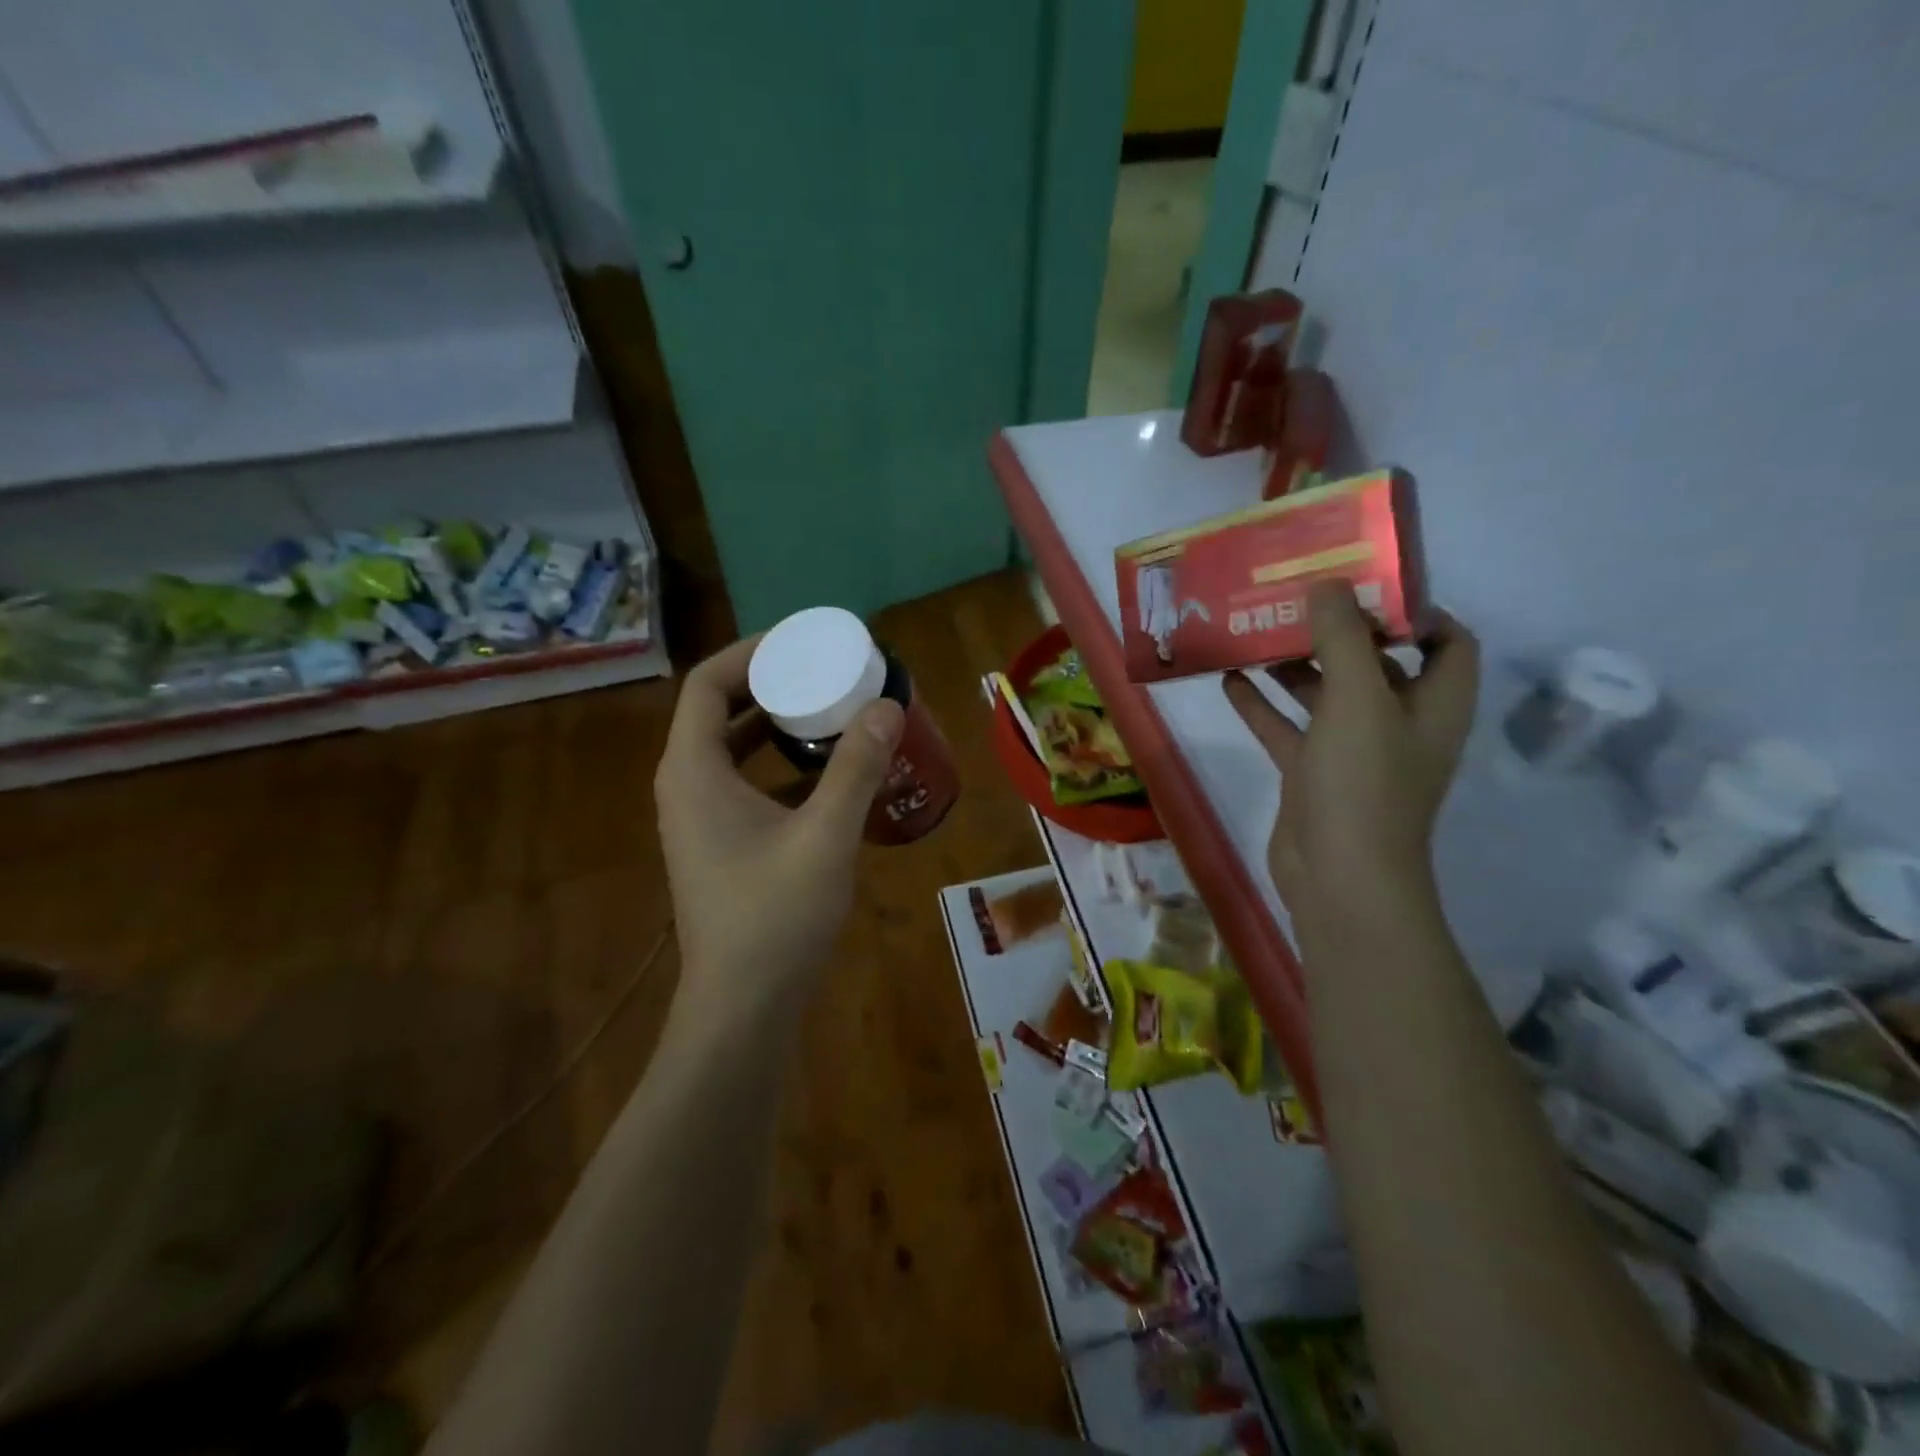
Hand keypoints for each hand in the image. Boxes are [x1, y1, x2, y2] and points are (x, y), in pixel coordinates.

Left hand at [655, 635, 903, 1010]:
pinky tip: (828, 772)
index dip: (752, 652)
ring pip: (732, 748)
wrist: (742, 1008)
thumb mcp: (825, 836)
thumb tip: (886, 706)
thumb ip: (855, 769)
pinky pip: (745, 782)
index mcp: (693, 771)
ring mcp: (700, 818)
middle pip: (718, 709)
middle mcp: (686, 786)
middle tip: (825, 671)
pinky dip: (780, 765)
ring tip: (831, 710)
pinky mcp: (720, 844)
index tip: (803, 642)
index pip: (707, 682)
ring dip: (776, 724)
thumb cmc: (775, 917)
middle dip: (770, 683)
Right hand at [1223, 584, 1478, 932]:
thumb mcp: (1357, 699)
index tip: (1364, 583)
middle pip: (1375, 662)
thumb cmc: (1363, 782)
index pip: (1446, 640)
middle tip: (1294, 596)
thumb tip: (1328, 584)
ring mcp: (1353, 750)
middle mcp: (1399, 722)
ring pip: (1325, 694)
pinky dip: (1262, 704)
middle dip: (1338, 629)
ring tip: (1254, 630)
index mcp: (1433, 702)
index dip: (1414, 610)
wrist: (1338, 876)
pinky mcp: (1312, 773)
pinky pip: (1287, 728)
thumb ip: (1343, 637)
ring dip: (1295, 664)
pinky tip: (1228, 678)